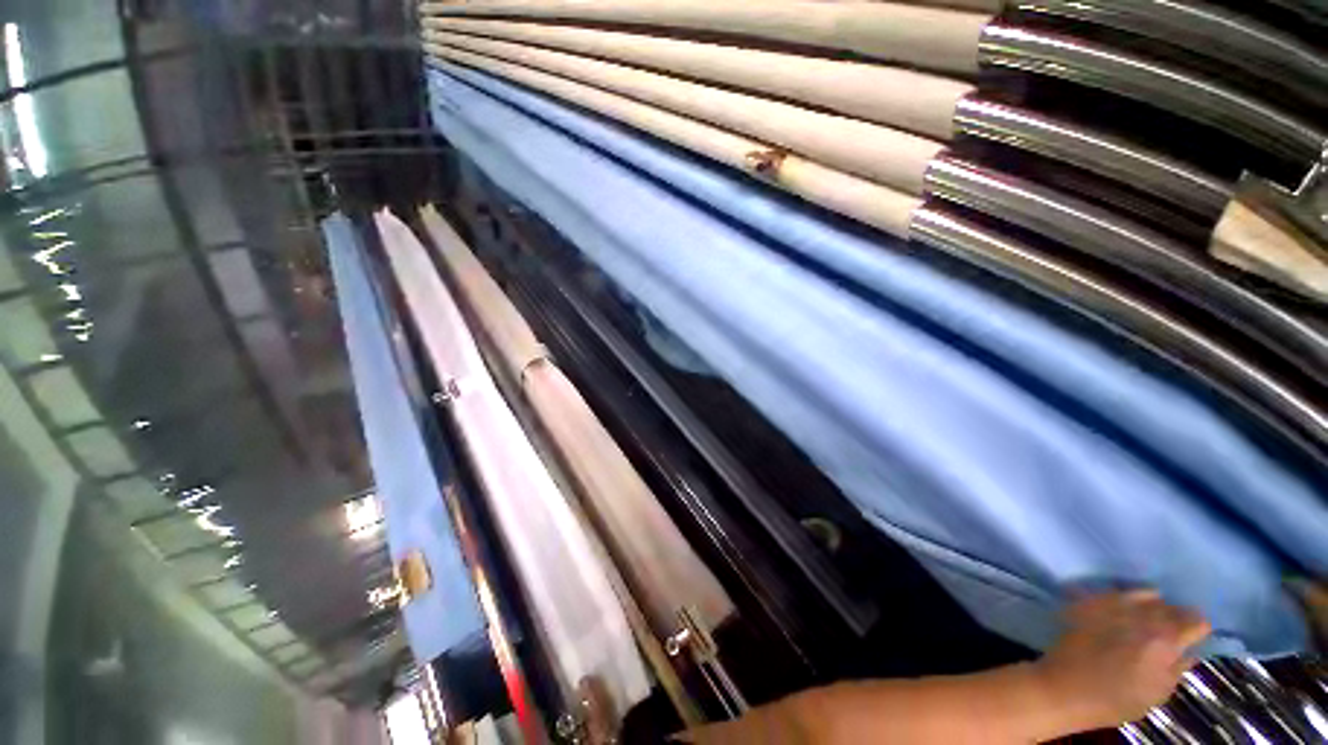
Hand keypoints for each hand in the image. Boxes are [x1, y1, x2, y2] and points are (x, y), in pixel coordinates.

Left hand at [1033, 590, 1210, 729]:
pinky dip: (1127, 598)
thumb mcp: (1158, 693)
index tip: (1196, 635)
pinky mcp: (1091, 602)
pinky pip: (1117, 593)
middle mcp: (1143, 617)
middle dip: (1178, 616)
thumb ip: (1178, 669)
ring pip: (1146, 595)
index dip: (1198, 628)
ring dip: (1154, 604)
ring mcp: (1115, 606)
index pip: (1195, 622)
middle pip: (1171, 607)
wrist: (1066, 687)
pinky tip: (1126, 610)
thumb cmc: (1116, 700)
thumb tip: (1189, 652)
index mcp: (1166, 640)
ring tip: (1152, 617)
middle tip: (1176, 628)